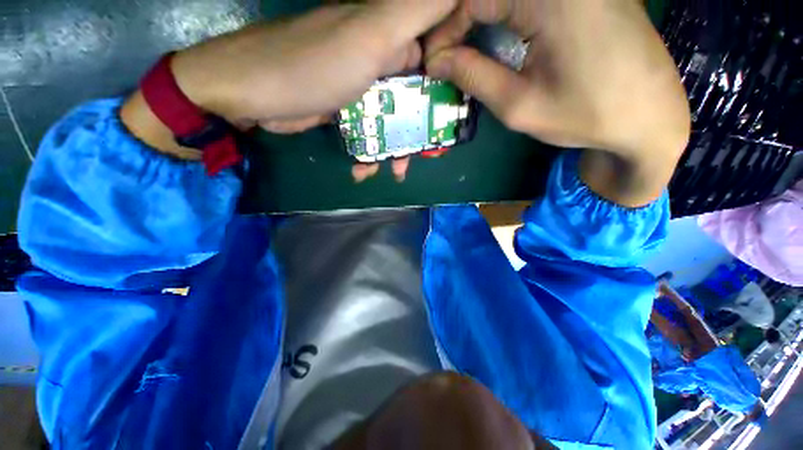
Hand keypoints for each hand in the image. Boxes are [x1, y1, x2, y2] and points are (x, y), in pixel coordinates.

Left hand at [122, 2, 456, 157]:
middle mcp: (380, 59)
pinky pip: (370, 130)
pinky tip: (364, 169)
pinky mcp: (346, 107)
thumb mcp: (369, 34)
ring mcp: (361, 85)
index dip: (448, 85)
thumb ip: (414, 11)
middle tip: (428, 156)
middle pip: (416, 96)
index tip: (452, 117)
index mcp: (393, 39)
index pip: (436, 55)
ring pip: (394, 118)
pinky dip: (371, 152)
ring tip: (395, 171)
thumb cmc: (312, 66)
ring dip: (397, 148)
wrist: (250, 93)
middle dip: (424, 129)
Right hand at [425, 0, 690, 206]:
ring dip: (478, 17)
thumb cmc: (585, 115)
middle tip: (445, 58)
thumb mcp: (518, 105)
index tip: (433, 64)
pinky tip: (496, 36)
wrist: (649, 116)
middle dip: (458, 23)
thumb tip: (436, 61)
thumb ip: (473, 77)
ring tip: (463, 50)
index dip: (444, 31)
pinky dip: (504, 13)